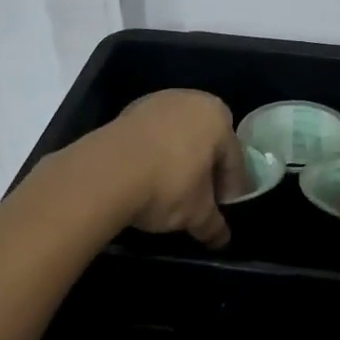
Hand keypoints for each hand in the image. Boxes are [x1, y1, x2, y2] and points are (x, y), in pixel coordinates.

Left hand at [97, 89, 244, 248]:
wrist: (105, 173)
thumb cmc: (168, 186)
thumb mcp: (197, 213)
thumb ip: (213, 224)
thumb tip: (221, 239)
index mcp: (217, 116)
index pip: (234, 158)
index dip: (230, 189)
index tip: (222, 209)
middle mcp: (189, 100)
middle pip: (205, 143)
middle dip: (204, 172)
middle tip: (199, 202)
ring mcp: (154, 104)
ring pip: (176, 139)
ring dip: (177, 163)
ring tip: (170, 193)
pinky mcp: (125, 114)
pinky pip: (150, 139)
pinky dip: (153, 158)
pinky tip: (146, 180)